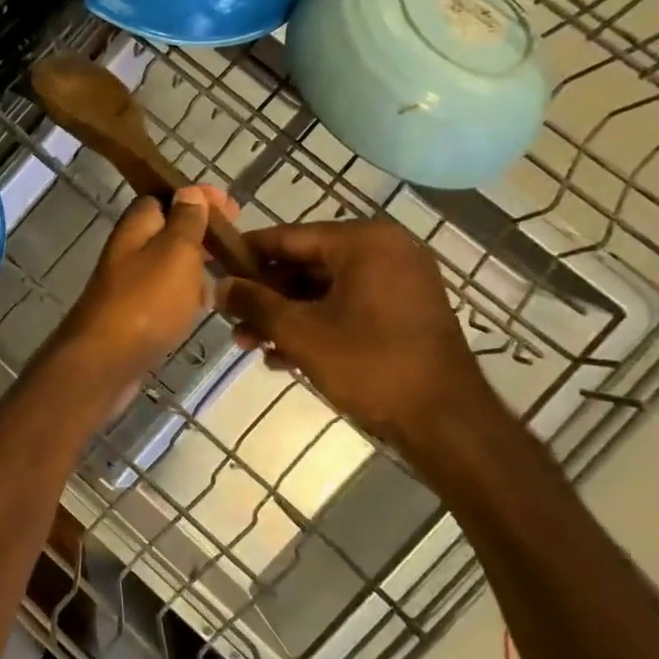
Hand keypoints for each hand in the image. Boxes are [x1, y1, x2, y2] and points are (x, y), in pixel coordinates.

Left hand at [57, 185, 227, 386]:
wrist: (106, 360)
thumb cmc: (146, 300)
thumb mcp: (175, 251)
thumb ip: (185, 221)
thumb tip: (190, 191)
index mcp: (136, 227)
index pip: (165, 198)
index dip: (198, 198)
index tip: (232, 209)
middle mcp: (128, 251)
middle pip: (168, 232)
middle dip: (201, 234)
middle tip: (235, 245)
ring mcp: (129, 284)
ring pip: (168, 265)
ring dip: (196, 266)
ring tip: (229, 274)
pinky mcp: (134, 314)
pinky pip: (165, 295)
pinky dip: (185, 295)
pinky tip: (204, 306)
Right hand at [215, 217, 500, 449]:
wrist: (445, 421)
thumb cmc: (370, 364)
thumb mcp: (300, 331)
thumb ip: (255, 303)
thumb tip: (219, 286)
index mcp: (364, 242)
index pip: (288, 237)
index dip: (246, 254)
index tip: (213, 269)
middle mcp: (385, 251)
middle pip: (305, 264)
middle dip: (265, 296)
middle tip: (231, 320)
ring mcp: (398, 282)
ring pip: (323, 290)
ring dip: (284, 316)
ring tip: (249, 345)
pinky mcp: (403, 312)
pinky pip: (346, 306)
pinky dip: (315, 325)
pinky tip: (282, 357)